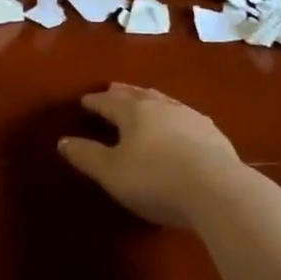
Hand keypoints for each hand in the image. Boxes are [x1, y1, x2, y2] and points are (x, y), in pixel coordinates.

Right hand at [58, 84, 244, 230]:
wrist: (218, 190)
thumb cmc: (155, 180)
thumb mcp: (111, 173)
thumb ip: (86, 156)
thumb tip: (63, 141)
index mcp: (134, 113)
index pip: (109, 102)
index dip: (95, 102)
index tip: (84, 100)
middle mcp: (162, 107)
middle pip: (138, 95)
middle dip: (122, 93)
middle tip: (112, 89)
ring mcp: (191, 118)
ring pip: (164, 102)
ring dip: (150, 100)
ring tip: (144, 100)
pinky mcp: (213, 134)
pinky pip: (186, 117)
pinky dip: (173, 116)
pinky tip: (179, 125)